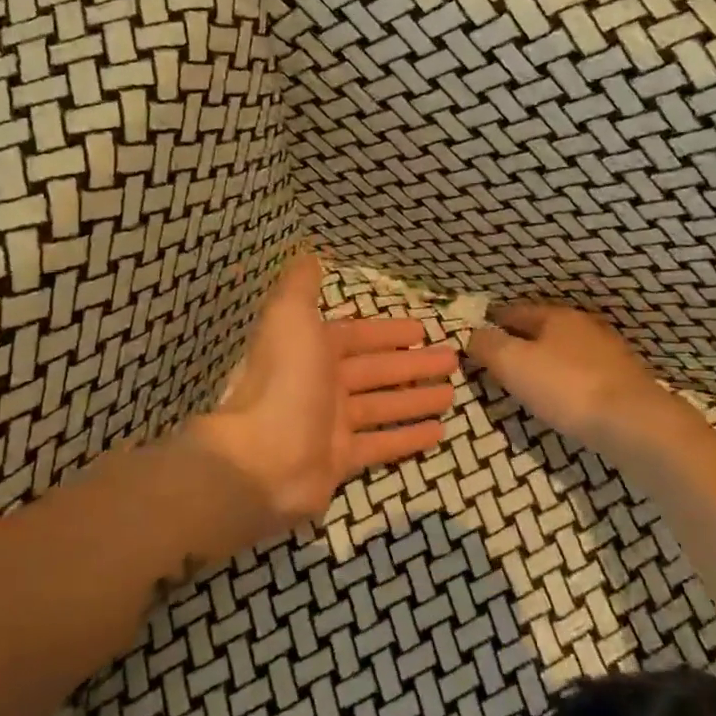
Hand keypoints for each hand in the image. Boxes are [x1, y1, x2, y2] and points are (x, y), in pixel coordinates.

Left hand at [191, 255, 456, 539]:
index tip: (423, 329)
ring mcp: (331, 425)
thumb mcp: (291, 318)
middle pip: (375, 372)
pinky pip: (381, 445)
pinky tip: (439, 434)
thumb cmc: (285, 382)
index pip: (356, 336)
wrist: (263, 459)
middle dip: (412, 365)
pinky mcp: (341, 461)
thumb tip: (308, 254)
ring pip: (382, 407)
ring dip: (415, 400)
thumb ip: (301, 286)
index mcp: (311, 351)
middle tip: (452, 361)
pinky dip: (407, 438)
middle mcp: (321, 386)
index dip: (388, 332)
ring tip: (451, 395)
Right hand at [464, 303, 669, 457]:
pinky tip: (562, 397)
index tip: (475, 336)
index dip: (491, 323)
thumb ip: (487, 346)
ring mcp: (608, 354)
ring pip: (564, 351)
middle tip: (497, 360)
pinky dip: (566, 381)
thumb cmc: (566, 387)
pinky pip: (582, 374)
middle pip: (542, 329)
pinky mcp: (623, 382)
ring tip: (526, 381)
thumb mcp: (513, 363)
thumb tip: (472, 335)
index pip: (513, 311)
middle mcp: (584, 326)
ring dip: (545, 361)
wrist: (634, 423)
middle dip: (520, 341)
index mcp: (556, 316)